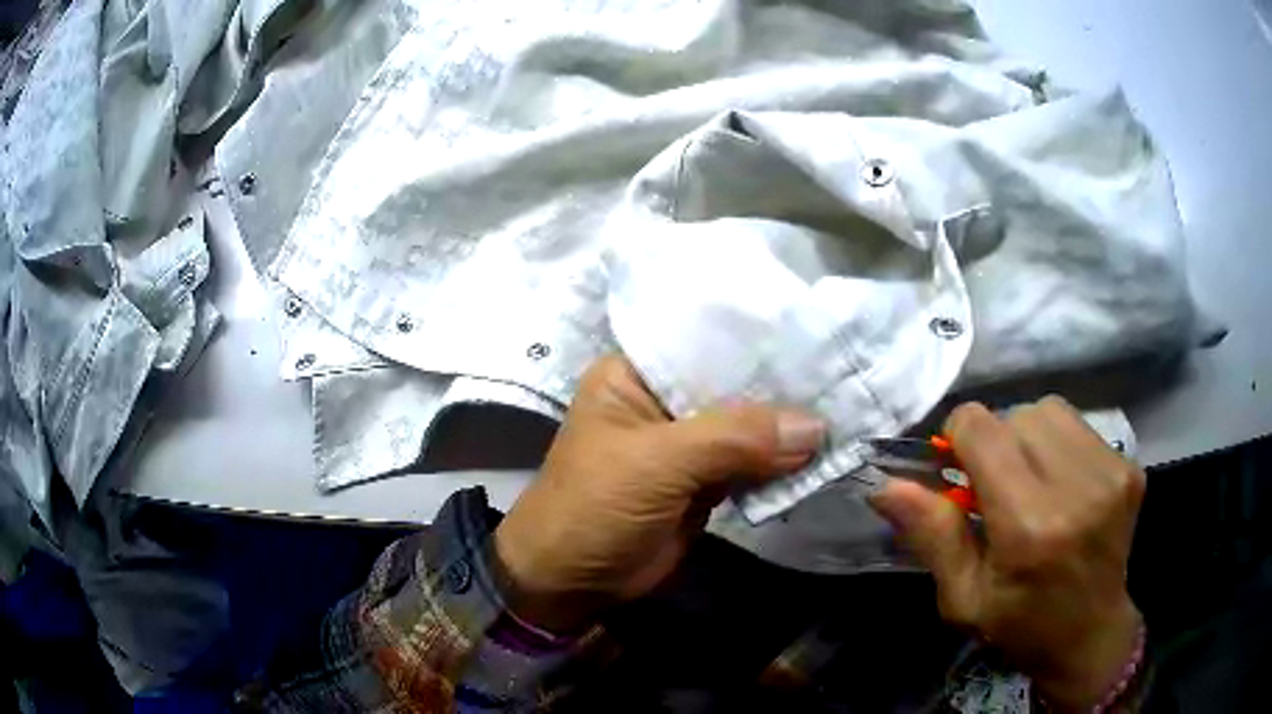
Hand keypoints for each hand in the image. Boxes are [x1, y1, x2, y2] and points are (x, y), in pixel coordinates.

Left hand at [494, 355, 824, 632]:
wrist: (570, 583)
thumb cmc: (594, 507)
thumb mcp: (657, 463)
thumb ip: (735, 438)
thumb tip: (816, 426)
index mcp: (637, 373)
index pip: (706, 340)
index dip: (758, 339)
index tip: (818, 334)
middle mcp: (664, 399)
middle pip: (734, 384)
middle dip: (783, 386)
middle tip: (846, 373)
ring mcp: (687, 444)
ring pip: (748, 426)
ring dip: (789, 428)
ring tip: (848, 408)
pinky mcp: (704, 482)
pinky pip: (752, 464)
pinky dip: (782, 463)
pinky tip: (824, 451)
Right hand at [870, 398, 1144, 710]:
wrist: (1091, 633)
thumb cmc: (1020, 624)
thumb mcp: (963, 596)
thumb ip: (932, 535)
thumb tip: (886, 486)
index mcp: (1028, 527)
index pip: (982, 429)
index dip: (958, 438)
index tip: (957, 470)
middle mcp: (1075, 488)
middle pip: (1015, 415)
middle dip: (994, 442)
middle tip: (995, 486)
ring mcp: (1109, 473)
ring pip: (1049, 411)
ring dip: (1028, 437)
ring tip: (1030, 480)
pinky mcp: (1128, 467)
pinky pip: (1078, 425)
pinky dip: (1059, 444)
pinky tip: (1061, 484)